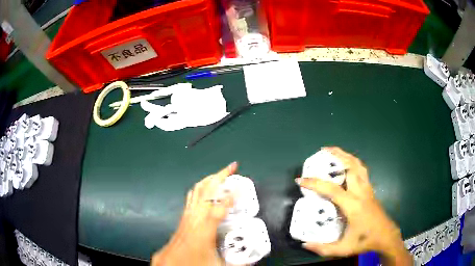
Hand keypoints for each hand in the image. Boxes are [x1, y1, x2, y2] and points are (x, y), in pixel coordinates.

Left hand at [151, 162, 237, 265]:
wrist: (170, 264)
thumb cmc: (193, 263)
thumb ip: (238, 264)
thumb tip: (253, 262)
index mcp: (205, 229)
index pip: (220, 207)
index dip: (232, 196)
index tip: (242, 186)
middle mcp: (195, 218)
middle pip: (207, 191)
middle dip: (220, 175)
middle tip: (233, 167)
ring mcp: (187, 215)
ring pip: (197, 190)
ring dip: (210, 179)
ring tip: (221, 173)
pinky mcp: (184, 217)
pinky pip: (191, 197)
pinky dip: (200, 188)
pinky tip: (205, 188)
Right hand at [296, 147, 411, 264]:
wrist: (386, 236)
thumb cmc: (365, 241)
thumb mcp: (343, 249)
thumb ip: (323, 248)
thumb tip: (304, 244)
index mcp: (353, 205)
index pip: (331, 189)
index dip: (314, 183)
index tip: (301, 180)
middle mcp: (361, 193)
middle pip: (351, 167)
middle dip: (337, 155)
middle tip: (323, 151)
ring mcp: (367, 190)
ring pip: (359, 166)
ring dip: (347, 156)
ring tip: (335, 152)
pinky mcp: (370, 190)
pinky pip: (362, 171)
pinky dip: (354, 163)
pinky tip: (348, 166)